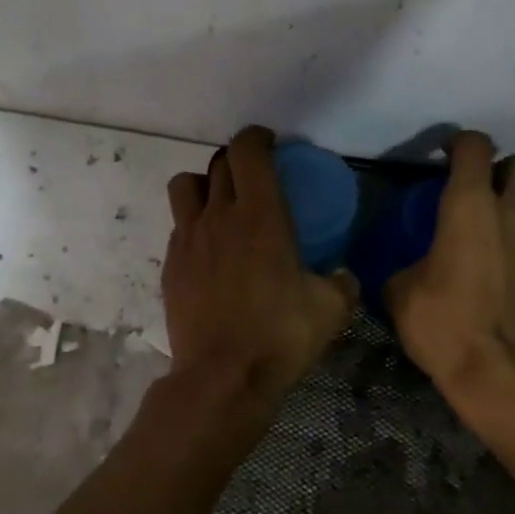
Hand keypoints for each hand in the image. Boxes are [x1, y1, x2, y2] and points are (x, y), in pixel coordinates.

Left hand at [162, 127, 359, 412]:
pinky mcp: (171, 264)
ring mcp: (188, 238)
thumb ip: (341, 283)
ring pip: (186, 185)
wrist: (222, 377)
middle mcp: (219, 215)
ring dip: (204, 184)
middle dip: (237, 160)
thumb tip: (343, 274)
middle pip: (219, 163)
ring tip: (220, 204)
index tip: (269, 143)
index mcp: (260, 214)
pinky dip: (193, 223)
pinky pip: (178, 225)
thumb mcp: (330, 309)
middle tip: (254, 176)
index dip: (257, 137)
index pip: (248, 150)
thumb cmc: (280, 335)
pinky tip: (208, 249)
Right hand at [385, 130, 514, 413]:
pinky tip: (513, 271)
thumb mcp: (401, 293)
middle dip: (503, 169)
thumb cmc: (444, 324)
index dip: (459, 143)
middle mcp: (513, 213)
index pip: (475, 146)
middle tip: (480, 191)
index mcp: (470, 205)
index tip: (444, 158)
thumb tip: (406, 271)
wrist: (503, 375)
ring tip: (500, 230)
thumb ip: (405, 267)